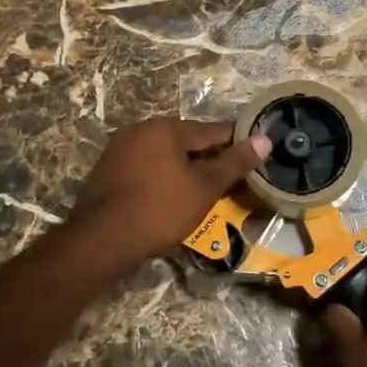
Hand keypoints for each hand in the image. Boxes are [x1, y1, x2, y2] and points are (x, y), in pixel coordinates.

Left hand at [67, 119, 269, 269]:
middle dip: (208, 157)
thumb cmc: (160, 210)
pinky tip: (170, 196)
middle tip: (229, 180)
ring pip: (165, 153)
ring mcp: (120, 148)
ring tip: (202, 191)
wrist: (102, 238)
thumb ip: (235, 163)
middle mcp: (141, 129)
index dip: (236, 143)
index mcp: (167, 128)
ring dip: (184, 168)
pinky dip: (162, 176)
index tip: (255, 155)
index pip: (212, 130)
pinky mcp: (108, 169)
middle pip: (186, 140)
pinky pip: (146, 166)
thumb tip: (264, 139)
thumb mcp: (205, 188)